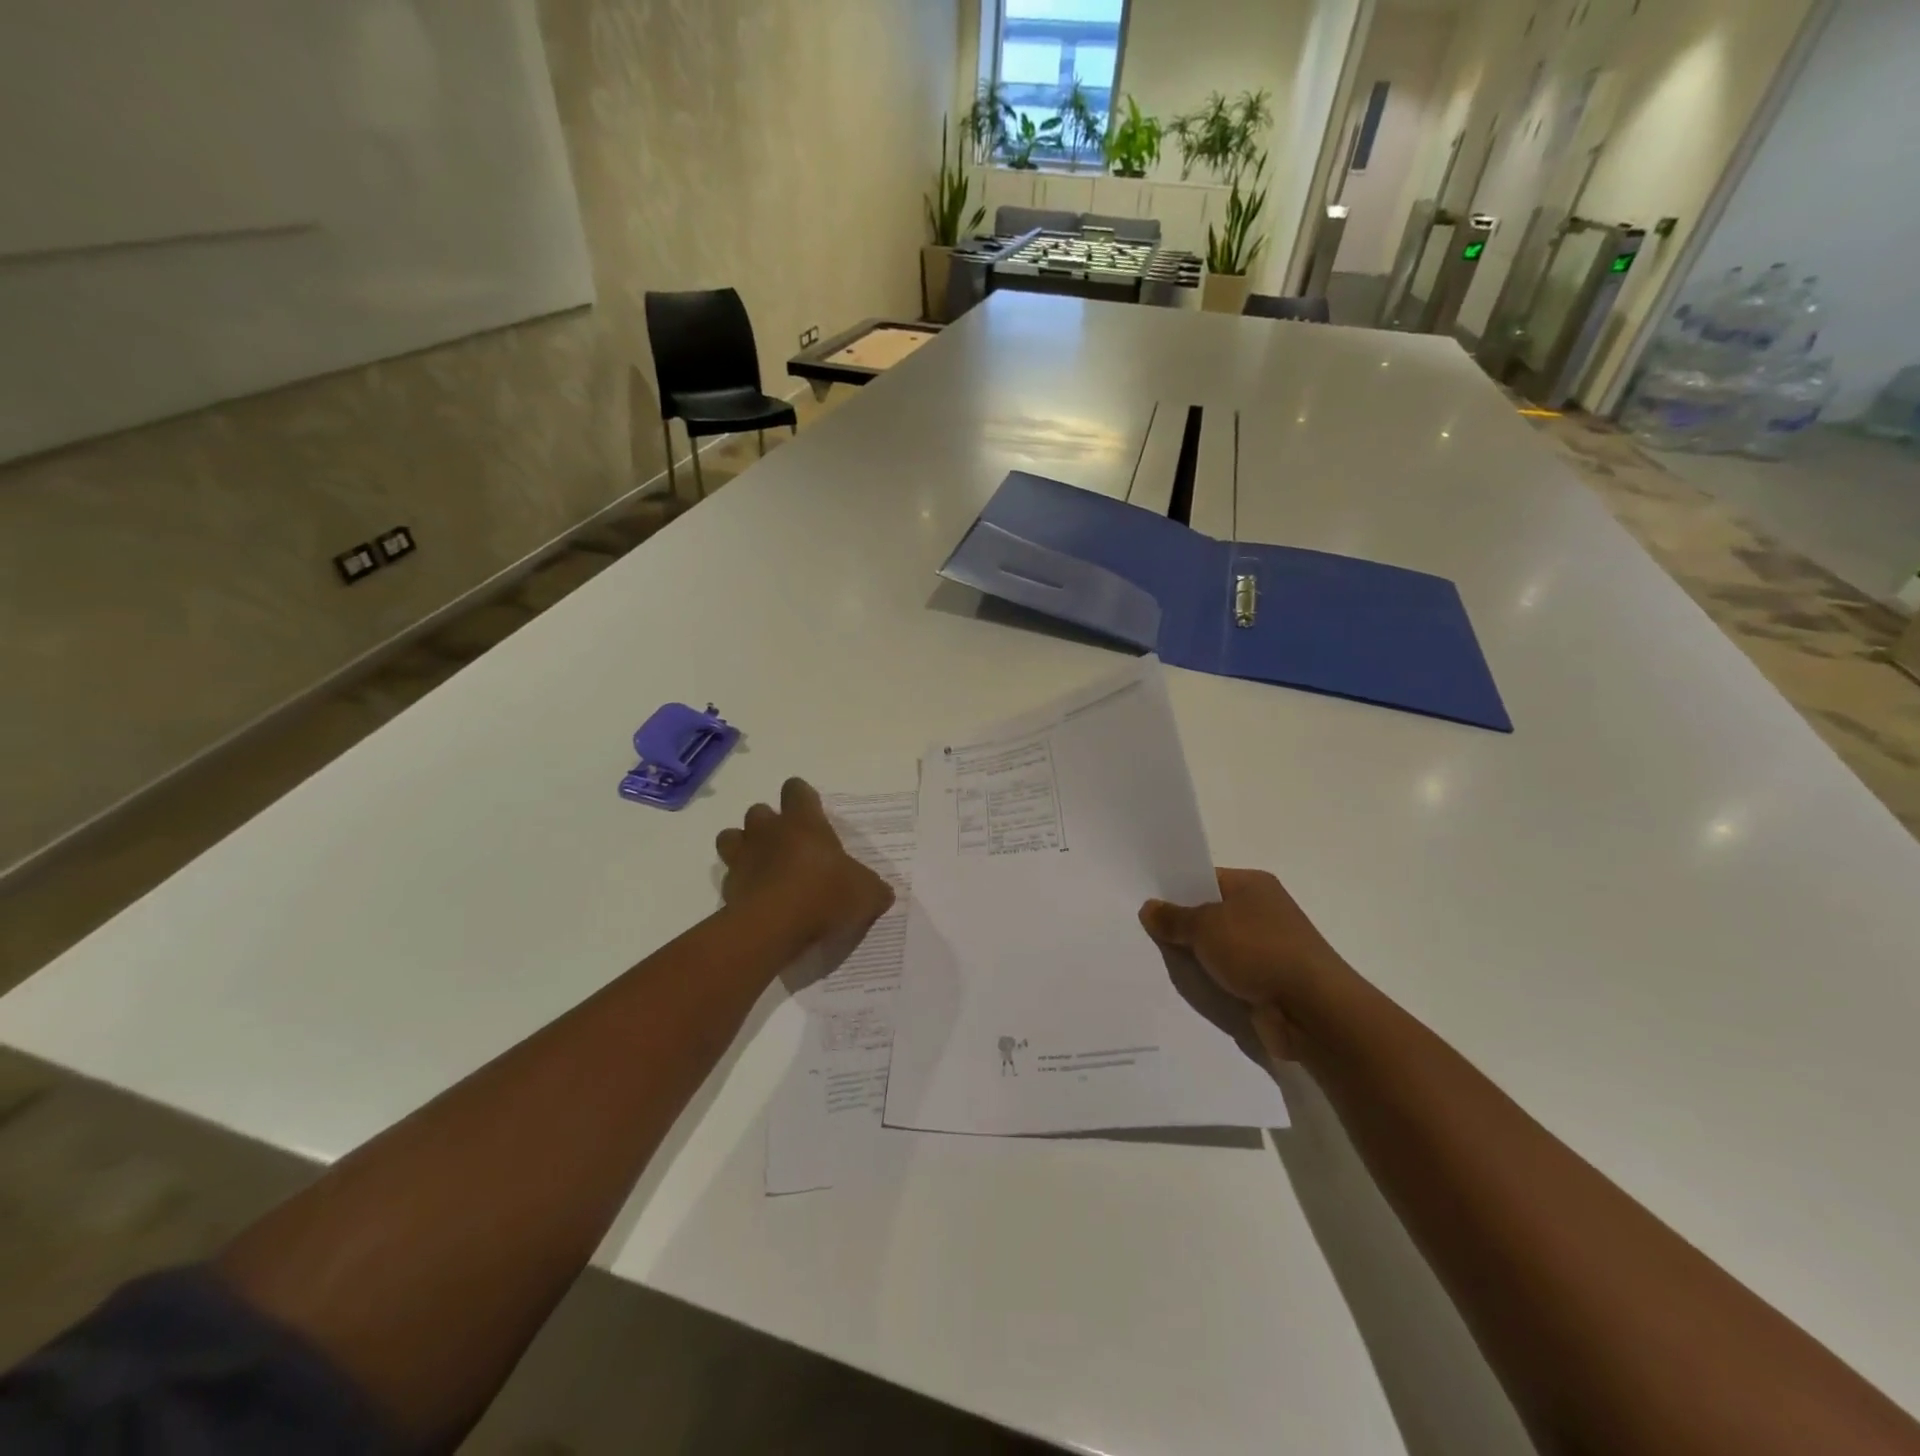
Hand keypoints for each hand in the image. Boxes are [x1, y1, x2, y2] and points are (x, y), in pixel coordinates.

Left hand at [716, 778, 893, 956]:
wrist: (773, 928)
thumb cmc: (824, 896)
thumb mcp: (866, 894)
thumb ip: (873, 889)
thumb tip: (881, 894)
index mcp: (804, 822)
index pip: (796, 790)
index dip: (802, 797)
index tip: (811, 811)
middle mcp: (769, 832)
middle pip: (759, 810)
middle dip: (769, 823)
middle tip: (788, 845)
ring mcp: (743, 858)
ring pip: (731, 837)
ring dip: (743, 846)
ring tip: (762, 866)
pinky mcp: (727, 889)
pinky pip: (729, 877)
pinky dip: (740, 885)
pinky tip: (756, 900)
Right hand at [1140, 869, 1353, 1061]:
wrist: (1313, 1010)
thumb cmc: (1259, 951)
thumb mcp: (1205, 926)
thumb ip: (1174, 918)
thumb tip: (1149, 907)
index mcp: (1253, 885)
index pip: (1205, 878)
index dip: (1175, 888)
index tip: (1144, 901)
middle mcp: (1263, 911)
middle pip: (1210, 913)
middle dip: (1181, 925)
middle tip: (1140, 932)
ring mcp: (1267, 948)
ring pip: (1217, 948)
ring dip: (1195, 957)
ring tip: (1153, 960)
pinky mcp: (1268, 982)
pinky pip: (1227, 976)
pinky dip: (1210, 981)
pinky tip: (1183, 986)